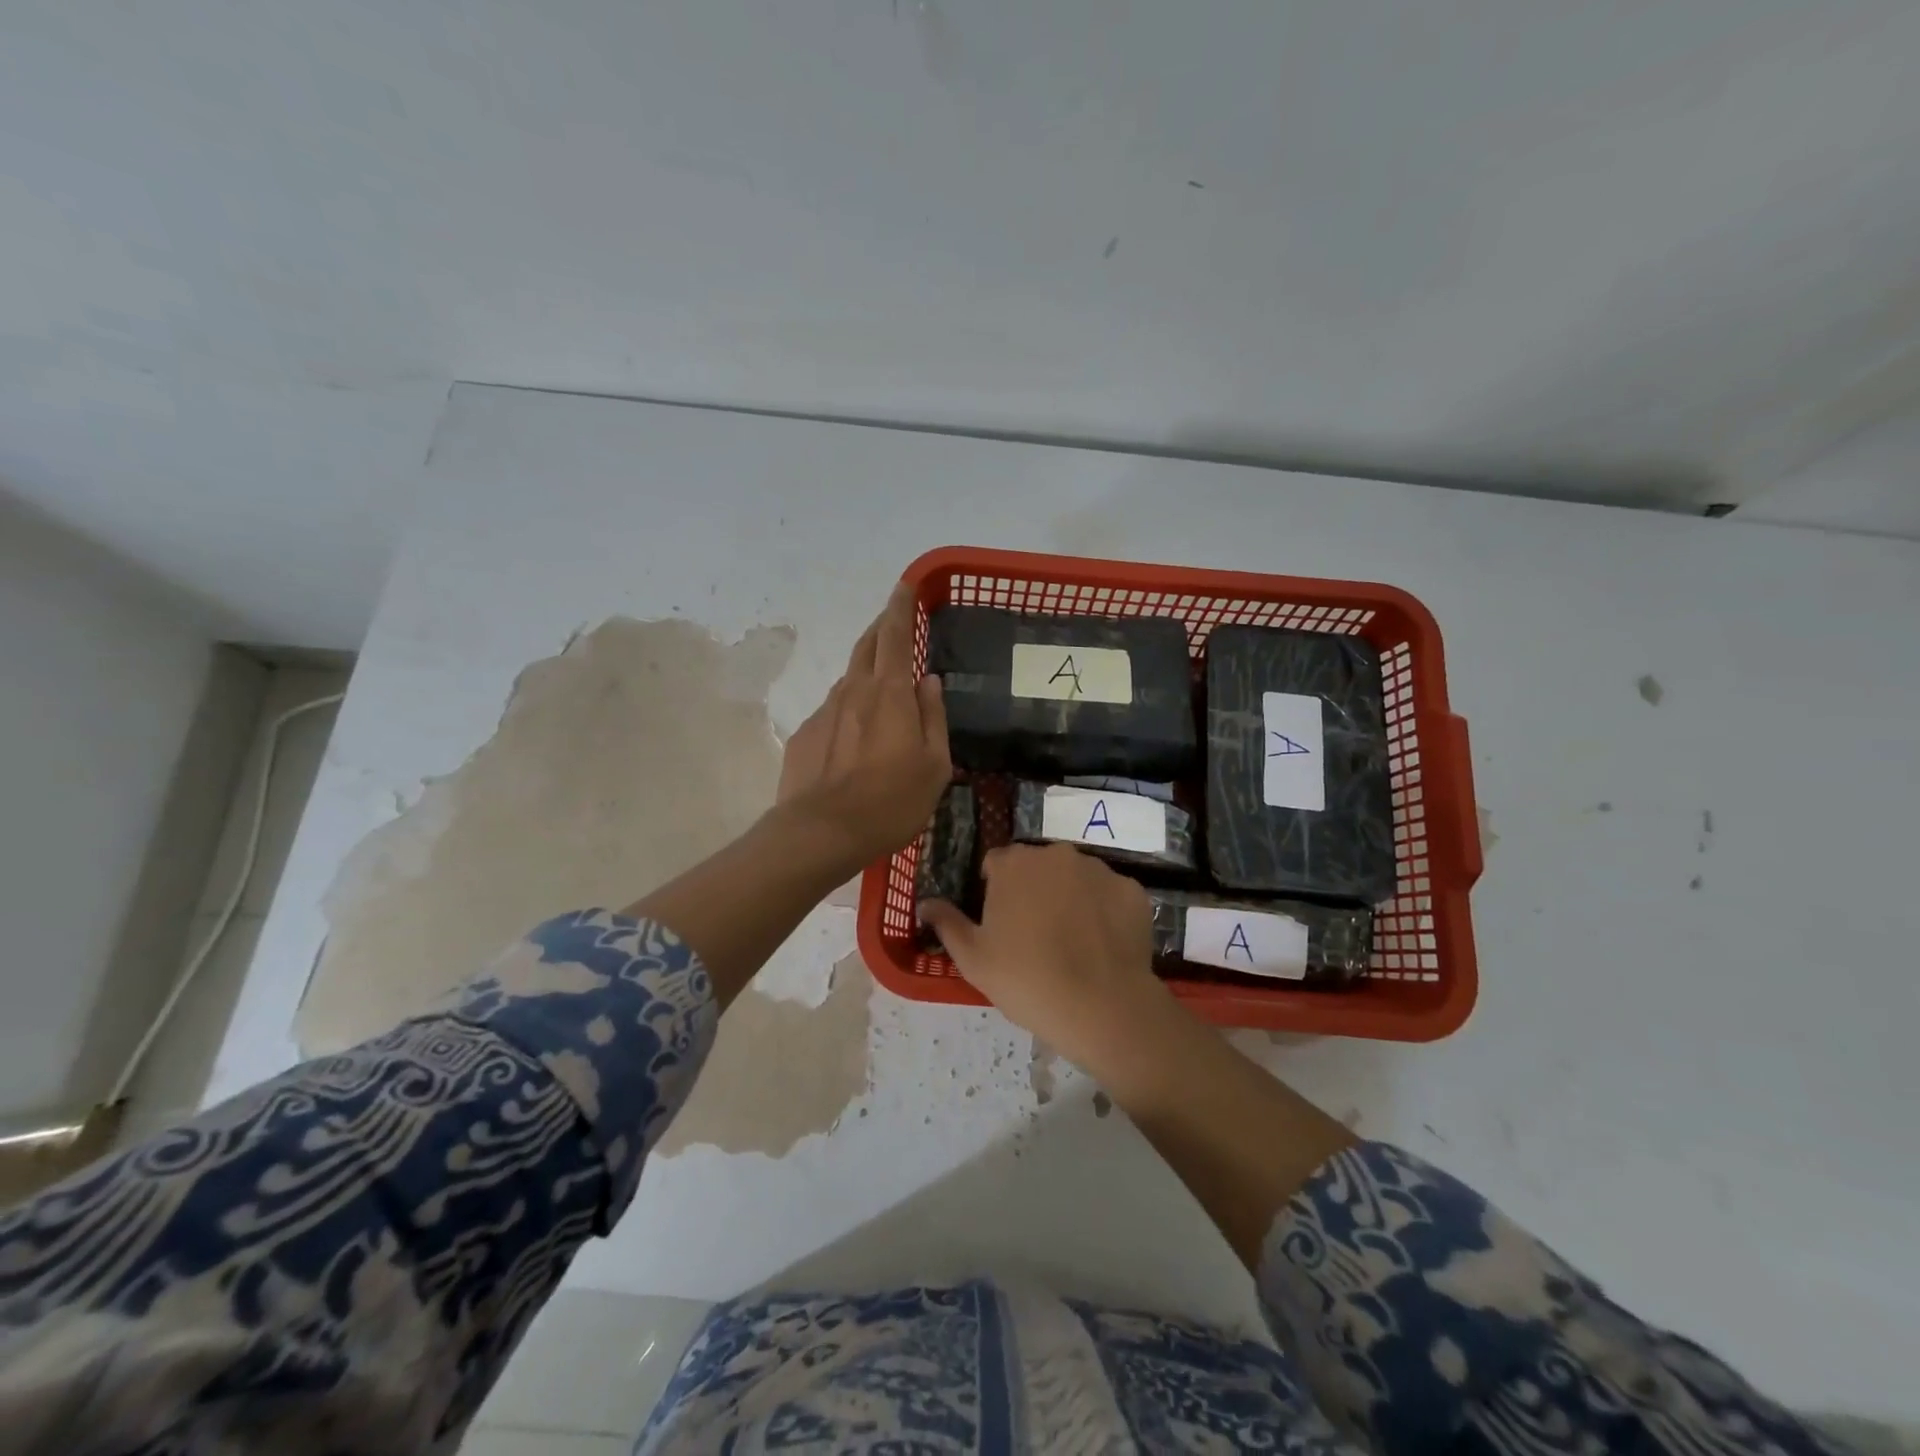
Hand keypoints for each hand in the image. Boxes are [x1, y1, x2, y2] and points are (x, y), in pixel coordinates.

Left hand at [776, 583, 951, 869]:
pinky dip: (848, 711)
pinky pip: (833, 711)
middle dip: (881, 628)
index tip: (904, 586)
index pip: (895, 634)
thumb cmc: (891, 801)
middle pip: (867, 646)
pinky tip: (855, 740)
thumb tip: (929, 681)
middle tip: (894, 624)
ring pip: (849, 679)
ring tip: (881, 692)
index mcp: (891, 693)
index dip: (900, 607)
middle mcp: (854, 691)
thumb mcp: (935, 765)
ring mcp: (824, 711)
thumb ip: (934, 717)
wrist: (821, 832)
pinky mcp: (804, 735)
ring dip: (866, 673)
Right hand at [920, 843, 1167, 1076]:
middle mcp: (1056, 854)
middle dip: (1033, 889)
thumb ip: (946, 923)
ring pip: (1075, 877)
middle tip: (1033, 934)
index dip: (994, 891)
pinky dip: (1103, 911)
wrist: (1102, 1007)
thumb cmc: (1026, 980)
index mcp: (1014, 863)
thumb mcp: (972, 958)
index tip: (999, 923)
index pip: (995, 863)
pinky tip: (1101, 945)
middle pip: (1037, 866)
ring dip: (1069, 896)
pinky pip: (1109, 894)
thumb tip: (925, 903)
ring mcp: (1098, 869)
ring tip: (1071, 942)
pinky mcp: (1132, 890)